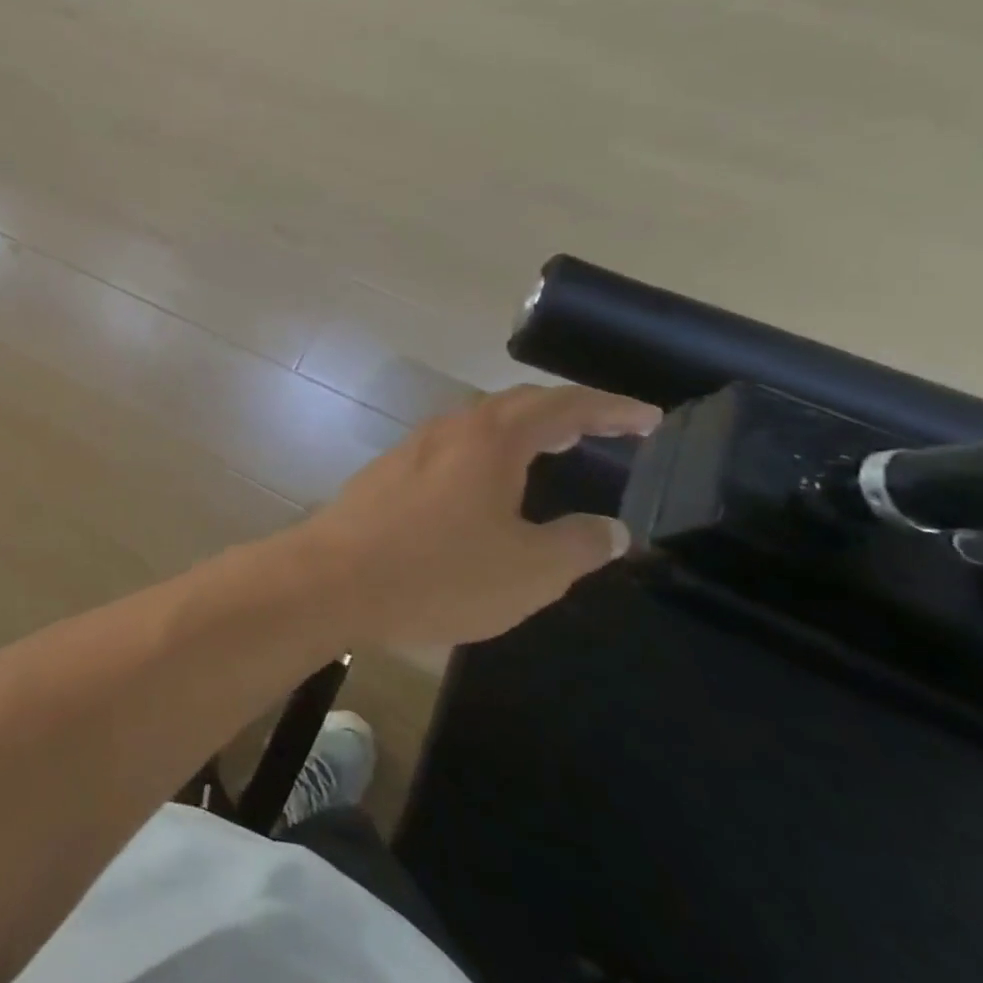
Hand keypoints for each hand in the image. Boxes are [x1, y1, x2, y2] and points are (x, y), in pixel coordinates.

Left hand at [301, 385, 660, 646]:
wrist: (333, 577)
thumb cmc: (440, 572)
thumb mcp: (530, 570)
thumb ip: (578, 544)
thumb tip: (611, 528)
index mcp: (489, 438)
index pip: (561, 406)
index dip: (609, 408)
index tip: (649, 419)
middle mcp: (448, 430)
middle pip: (514, 405)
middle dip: (565, 412)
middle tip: (607, 429)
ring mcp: (411, 448)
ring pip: (477, 424)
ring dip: (521, 430)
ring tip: (556, 448)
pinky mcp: (388, 472)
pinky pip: (451, 448)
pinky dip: (487, 452)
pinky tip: (490, 483)